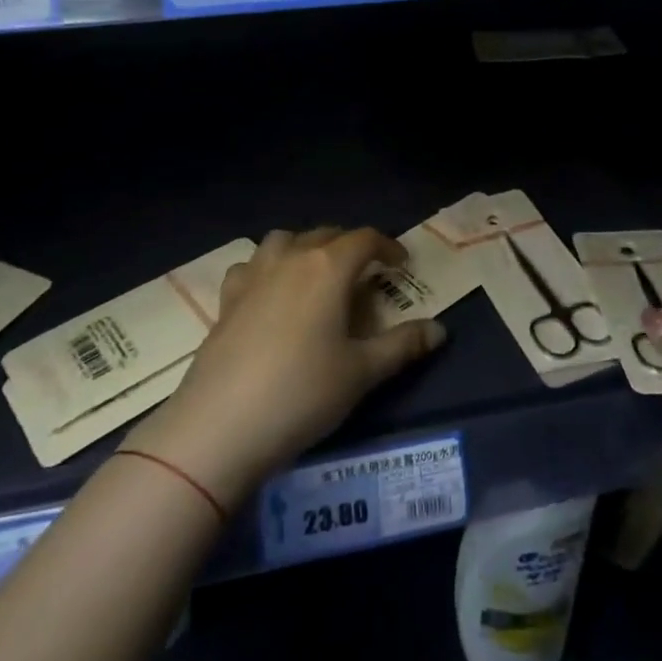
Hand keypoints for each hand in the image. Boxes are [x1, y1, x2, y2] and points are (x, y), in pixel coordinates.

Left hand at [127, 228, 446, 509]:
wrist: (220, 426)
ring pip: (284, 240)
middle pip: (326, 234)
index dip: (388, 246)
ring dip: (305, 247)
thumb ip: (403, 346)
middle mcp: (291, 258)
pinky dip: (267, 268)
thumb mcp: (362, 373)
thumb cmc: (302, 393)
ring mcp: (254, 276)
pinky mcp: (226, 299)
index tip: (401, 264)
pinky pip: (250, 265)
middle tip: (365, 274)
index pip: (365, 238)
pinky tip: (270, 293)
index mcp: (328, 267)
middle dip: (350, 246)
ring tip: (317, 275)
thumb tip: (440, 330)